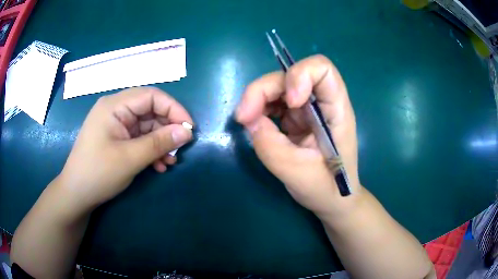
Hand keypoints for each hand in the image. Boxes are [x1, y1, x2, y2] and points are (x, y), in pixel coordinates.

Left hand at [60, 87, 192, 209]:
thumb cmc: (98, 173)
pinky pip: (139, 138)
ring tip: (170, 162)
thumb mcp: (130, 158)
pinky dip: (150, 150)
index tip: (189, 129)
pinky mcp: (116, 138)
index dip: (173, 109)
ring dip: (160, 143)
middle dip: (167, 129)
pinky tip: (158, 165)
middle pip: (149, 110)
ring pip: (146, 126)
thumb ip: (159, 143)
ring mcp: (116, 125)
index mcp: (114, 106)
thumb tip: (186, 132)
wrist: (77, 194)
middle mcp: (115, 110)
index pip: (151, 96)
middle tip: (180, 149)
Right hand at [236, 55, 360, 217]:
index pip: (322, 70)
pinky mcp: (295, 117)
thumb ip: (271, 146)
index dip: (301, 75)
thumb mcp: (297, 173)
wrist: (331, 199)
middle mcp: (322, 102)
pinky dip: (258, 108)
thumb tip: (250, 120)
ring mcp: (307, 108)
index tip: (290, 102)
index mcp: (337, 110)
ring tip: (245, 121)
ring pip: (277, 86)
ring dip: (257, 99)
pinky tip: (253, 123)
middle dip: (263, 90)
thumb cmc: (327, 188)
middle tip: (243, 117)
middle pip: (289, 75)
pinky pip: (272, 102)